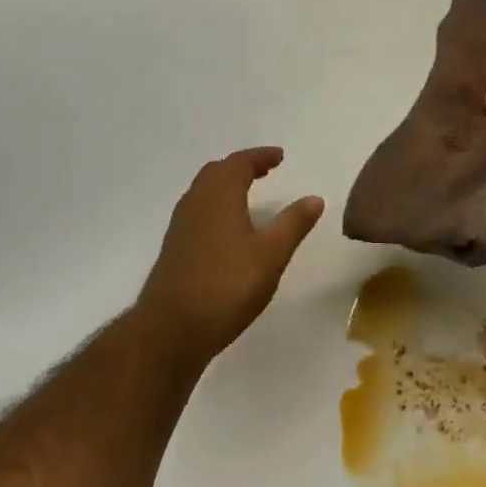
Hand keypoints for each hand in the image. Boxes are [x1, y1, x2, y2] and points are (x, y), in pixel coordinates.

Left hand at [133, 148, 324, 366]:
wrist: (171, 330)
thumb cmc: (227, 286)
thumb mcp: (271, 254)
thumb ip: (293, 224)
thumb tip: (314, 198)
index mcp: (219, 196)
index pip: (239, 163)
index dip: (260, 157)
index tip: (279, 156)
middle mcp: (195, 203)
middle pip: (216, 173)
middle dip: (241, 167)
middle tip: (265, 171)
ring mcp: (180, 227)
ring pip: (204, 193)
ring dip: (226, 186)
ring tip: (249, 195)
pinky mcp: (175, 249)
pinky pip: (198, 212)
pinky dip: (217, 207)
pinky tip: (229, 229)